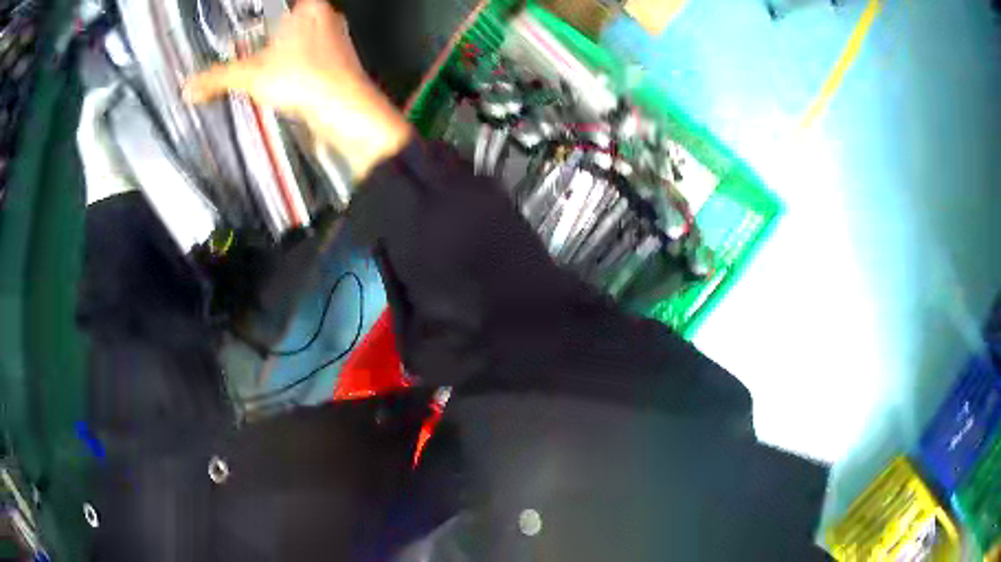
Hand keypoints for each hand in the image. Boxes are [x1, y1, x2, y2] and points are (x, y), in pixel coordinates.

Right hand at [184, 0, 412, 179]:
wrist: (345, 112)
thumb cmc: (308, 81)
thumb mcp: (252, 75)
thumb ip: (218, 78)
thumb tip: (191, 86)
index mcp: (310, 8)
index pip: (283, 2)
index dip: (265, 10)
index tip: (252, 16)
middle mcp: (327, 19)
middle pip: (293, 17)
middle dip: (272, 30)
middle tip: (252, 40)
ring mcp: (335, 42)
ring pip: (303, 38)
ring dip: (284, 49)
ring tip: (265, 62)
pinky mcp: (338, 66)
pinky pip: (311, 58)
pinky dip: (295, 66)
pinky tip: (284, 80)